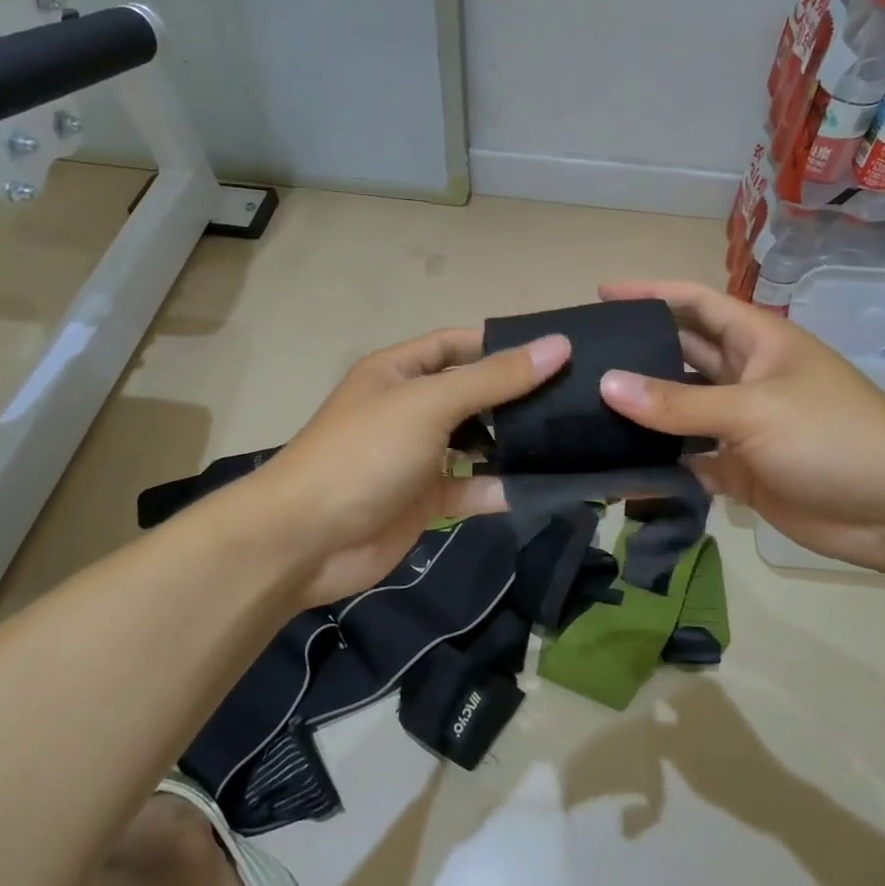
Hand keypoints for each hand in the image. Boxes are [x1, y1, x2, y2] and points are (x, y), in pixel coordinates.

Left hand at [245, 328, 570, 605]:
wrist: (306, 540)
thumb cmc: (365, 453)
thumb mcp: (429, 404)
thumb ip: (494, 378)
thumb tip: (558, 345)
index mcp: (400, 372)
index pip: (458, 345)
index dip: (502, 345)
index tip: (557, 352)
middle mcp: (411, 409)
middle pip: (473, 394)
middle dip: (517, 396)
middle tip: (577, 398)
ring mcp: (418, 457)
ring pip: (477, 443)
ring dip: (514, 444)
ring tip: (572, 439)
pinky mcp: (426, 500)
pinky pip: (472, 488)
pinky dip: (501, 488)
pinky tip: (544, 486)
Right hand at [595, 280, 884, 574]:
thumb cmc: (833, 437)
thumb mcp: (752, 410)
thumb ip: (678, 402)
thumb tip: (607, 384)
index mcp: (756, 341)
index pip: (694, 304)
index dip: (650, 294)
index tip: (602, 293)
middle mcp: (744, 377)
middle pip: (680, 357)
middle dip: (636, 354)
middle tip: (579, 360)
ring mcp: (742, 426)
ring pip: (680, 412)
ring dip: (643, 414)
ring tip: (583, 413)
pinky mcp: (741, 472)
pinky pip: (689, 461)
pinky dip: (660, 466)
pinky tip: (619, 470)